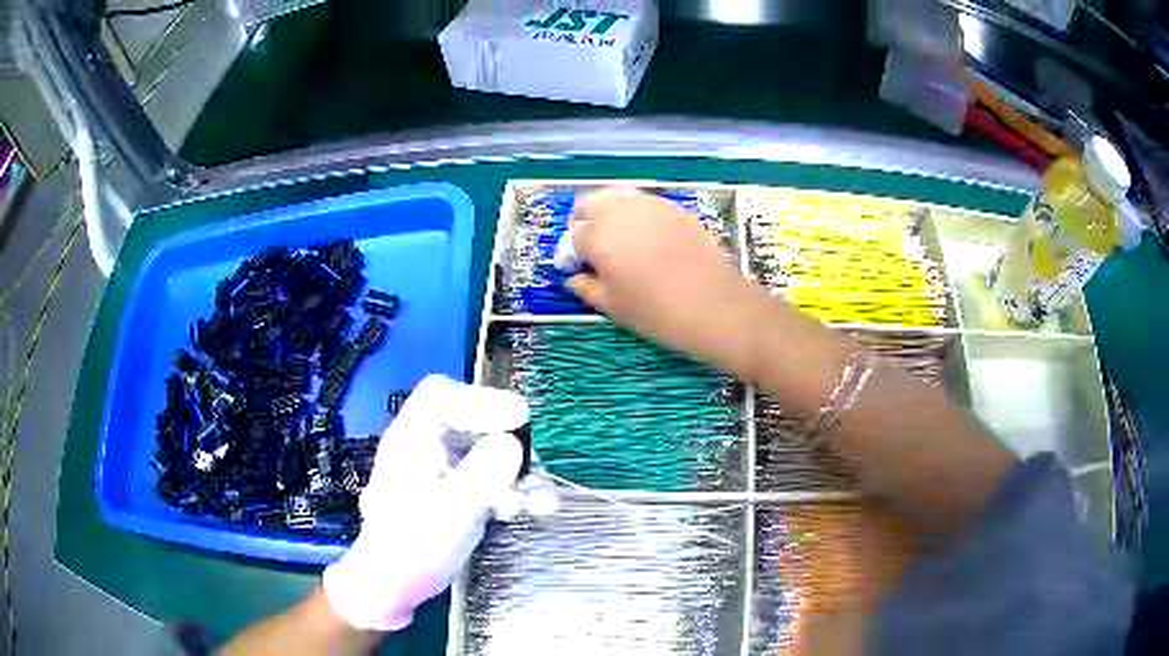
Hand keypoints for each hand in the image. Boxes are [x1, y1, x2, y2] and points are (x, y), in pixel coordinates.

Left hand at [322, 375, 526, 630]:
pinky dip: (515, 491)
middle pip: (474, 424)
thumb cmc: (413, 547)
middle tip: (533, 468)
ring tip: (541, 503)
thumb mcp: (450, 511)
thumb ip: (481, 474)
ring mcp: (445, 472)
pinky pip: (493, 479)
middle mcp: (428, 448)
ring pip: (490, 454)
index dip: (480, 401)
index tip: (518, 419)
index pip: (440, 396)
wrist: (397, 585)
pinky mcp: (460, 494)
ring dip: (521, 475)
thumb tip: (512, 443)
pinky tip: (533, 511)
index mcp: (412, 440)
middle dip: (510, 446)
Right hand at [568, 188, 791, 381]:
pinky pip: (644, 202)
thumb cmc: (656, 311)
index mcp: (598, 236)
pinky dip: (635, 213)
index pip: (573, 235)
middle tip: (591, 246)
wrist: (713, 304)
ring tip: (618, 239)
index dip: (572, 253)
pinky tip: (646, 238)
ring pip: (617, 196)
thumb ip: (587, 288)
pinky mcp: (674, 207)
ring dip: (608, 212)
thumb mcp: (613, 307)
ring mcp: (650, 204)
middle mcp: (620, 211)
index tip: (579, 268)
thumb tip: (575, 278)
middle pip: (589, 202)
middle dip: (583, 221)